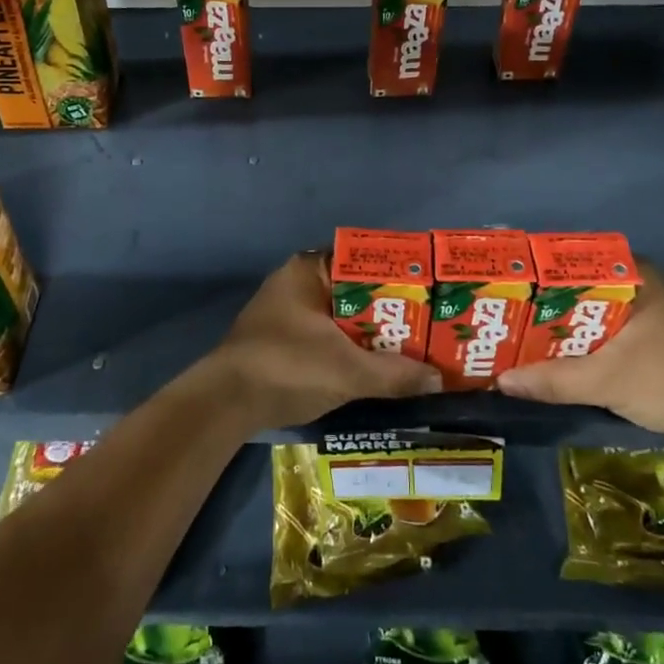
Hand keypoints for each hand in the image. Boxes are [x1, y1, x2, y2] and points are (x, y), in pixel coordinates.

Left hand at [202, 252, 441, 429]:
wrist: (225, 403)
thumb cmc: (288, 367)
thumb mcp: (349, 371)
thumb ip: (395, 374)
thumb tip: (438, 380)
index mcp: (308, 270)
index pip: (362, 260)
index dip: (397, 275)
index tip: (428, 291)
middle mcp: (296, 283)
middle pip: (355, 291)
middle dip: (389, 310)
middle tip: (428, 325)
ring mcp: (286, 313)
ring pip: (341, 317)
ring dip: (370, 334)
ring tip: (411, 348)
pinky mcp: (282, 341)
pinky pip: (327, 336)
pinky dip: (350, 349)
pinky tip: (376, 367)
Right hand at [495, 264, 663, 439]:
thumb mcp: (604, 380)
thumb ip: (553, 380)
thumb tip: (502, 381)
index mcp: (634, 275)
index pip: (575, 259)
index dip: (540, 271)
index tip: (510, 284)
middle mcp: (643, 284)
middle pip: (582, 286)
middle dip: (548, 301)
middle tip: (510, 311)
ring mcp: (652, 310)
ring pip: (595, 309)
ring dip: (566, 323)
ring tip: (525, 332)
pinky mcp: (657, 336)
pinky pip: (608, 328)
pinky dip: (585, 338)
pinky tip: (561, 354)